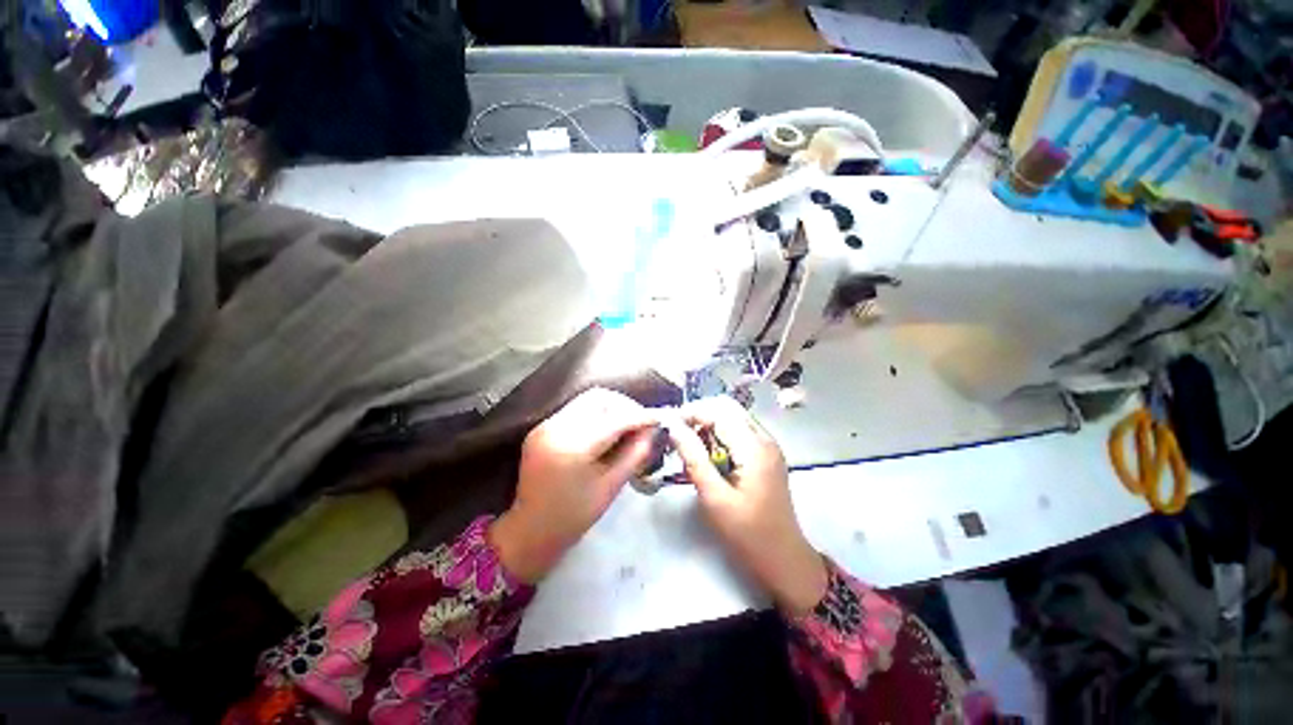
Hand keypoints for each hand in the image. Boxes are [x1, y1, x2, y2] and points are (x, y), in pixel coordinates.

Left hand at [489, 388, 657, 583]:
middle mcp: (555, 428)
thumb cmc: (574, 516)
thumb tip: (654, 430)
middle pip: (598, 398)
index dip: (640, 416)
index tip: (659, 418)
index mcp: (573, 448)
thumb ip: (635, 454)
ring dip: (610, 408)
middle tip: (640, 422)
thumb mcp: (611, 486)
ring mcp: (545, 425)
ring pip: (586, 401)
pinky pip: (575, 410)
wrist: (531, 530)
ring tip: (625, 425)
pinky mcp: (541, 428)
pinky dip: (595, 414)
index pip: (614, 419)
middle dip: (624, 406)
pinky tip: (605, 430)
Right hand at [667, 396, 826, 615]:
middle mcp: (764, 438)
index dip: (691, 413)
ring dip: (709, 427)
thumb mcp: (714, 497)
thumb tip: (673, 427)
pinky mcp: (766, 455)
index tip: (668, 425)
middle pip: (727, 409)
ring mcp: (768, 446)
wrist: (784, 560)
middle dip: (699, 416)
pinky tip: (709, 458)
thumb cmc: (747, 534)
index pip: (718, 412)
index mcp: (754, 447)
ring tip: (692, 451)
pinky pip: (739, 432)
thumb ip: (693, 457)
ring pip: (732, 418)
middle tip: (679, 437)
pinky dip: (720, 437)